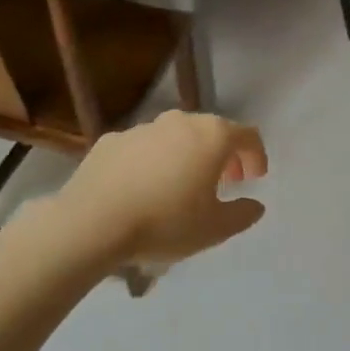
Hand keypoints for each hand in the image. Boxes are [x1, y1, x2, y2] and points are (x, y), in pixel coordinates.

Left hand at [52, 111, 268, 270]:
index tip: (254, 179)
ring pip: (176, 136)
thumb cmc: (165, 222)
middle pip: (212, 131)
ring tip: (182, 186)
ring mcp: (143, 128)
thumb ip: (242, 214)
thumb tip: (255, 205)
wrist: (92, 222)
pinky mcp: (112, 140)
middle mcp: (180, 122)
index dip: (256, 156)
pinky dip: (154, 161)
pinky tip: (144, 188)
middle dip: (223, 155)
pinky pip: (144, 147)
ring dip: (188, 156)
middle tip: (224, 182)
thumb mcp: (215, 229)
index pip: (247, 135)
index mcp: (212, 136)